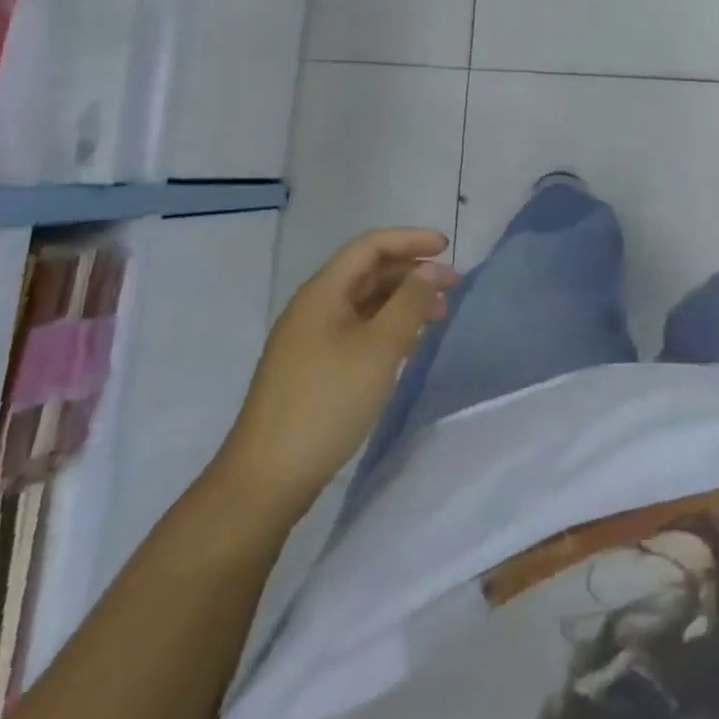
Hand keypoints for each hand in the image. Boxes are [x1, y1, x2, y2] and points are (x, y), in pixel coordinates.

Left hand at [218, 228, 454, 508]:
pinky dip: (386, 328)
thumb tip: (431, 270)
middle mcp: (313, 307)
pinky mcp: (311, 369)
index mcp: (323, 292)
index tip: (447, 248)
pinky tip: (408, 346)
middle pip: (367, 272)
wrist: (266, 478)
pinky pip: (356, 330)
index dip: (410, 240)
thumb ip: (410, 302)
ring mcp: (309, 340)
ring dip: (401, 302)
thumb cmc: (327, 401)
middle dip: (411, 273)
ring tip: (437, 317)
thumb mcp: (380, 347)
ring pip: (363, 303)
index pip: (370, 246)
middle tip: (451, 288)